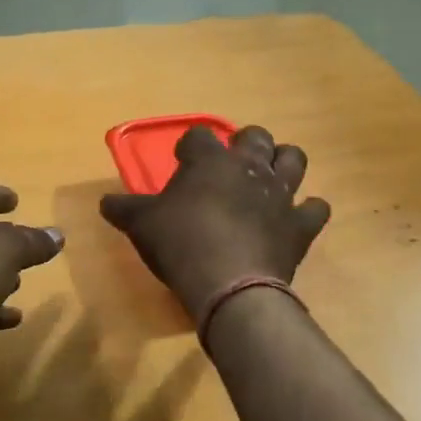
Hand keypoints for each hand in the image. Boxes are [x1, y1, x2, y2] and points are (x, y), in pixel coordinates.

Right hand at [100, 126, 329, 315]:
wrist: (228, 284)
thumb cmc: (180, 244)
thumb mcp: (141, 225)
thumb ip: (123, 209)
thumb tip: (104, 202)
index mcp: (210, 160)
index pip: (199, 135)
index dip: (191, 145)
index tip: (184, 160)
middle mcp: (249, 167)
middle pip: (255, 136)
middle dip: (245, 143)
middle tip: (231, 164)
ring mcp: (280, 193)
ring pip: (293, 159)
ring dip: (283, 163)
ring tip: (269, 178)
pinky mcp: (301, 224)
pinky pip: (316, 207)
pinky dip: (308, 210)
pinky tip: (296, 218)